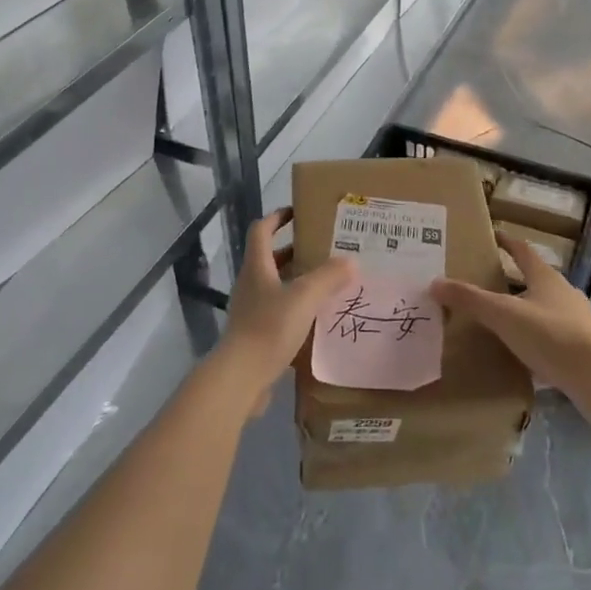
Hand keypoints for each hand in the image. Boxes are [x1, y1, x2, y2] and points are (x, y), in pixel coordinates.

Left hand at [219, 208, 355, 413]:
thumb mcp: (304, 297)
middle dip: (295, 250)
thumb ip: (328, 277)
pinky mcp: (255, 334)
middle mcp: (250, 283)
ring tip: (326, 282)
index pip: (262, 230)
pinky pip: (277, 310)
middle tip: (324, 249)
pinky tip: (316, 317)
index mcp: (257, 266)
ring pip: (275, 285)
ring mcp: (250, 310)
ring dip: (297, 280)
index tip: (298, 212)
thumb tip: (350, 261)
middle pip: (270, 258)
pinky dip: (295, 307)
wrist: (240, 377)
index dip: (278, 217)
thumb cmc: (269, 327)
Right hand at [431, 231, 590, 392]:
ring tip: (503, 319)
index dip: (507, 242)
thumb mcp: (503, 314)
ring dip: (526, 309)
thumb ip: (470, 299)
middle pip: (536, 278)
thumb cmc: (548, 334)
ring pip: (546, 307)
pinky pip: (553, 334)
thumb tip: (435, 282)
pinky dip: (537, 336)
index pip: (523, 251)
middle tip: (489, 282)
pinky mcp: (583, 347)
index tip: (492, 236)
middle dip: (514, 279)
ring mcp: (577, 320)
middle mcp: (564, 292)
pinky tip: (524, 350)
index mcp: (545, 277)